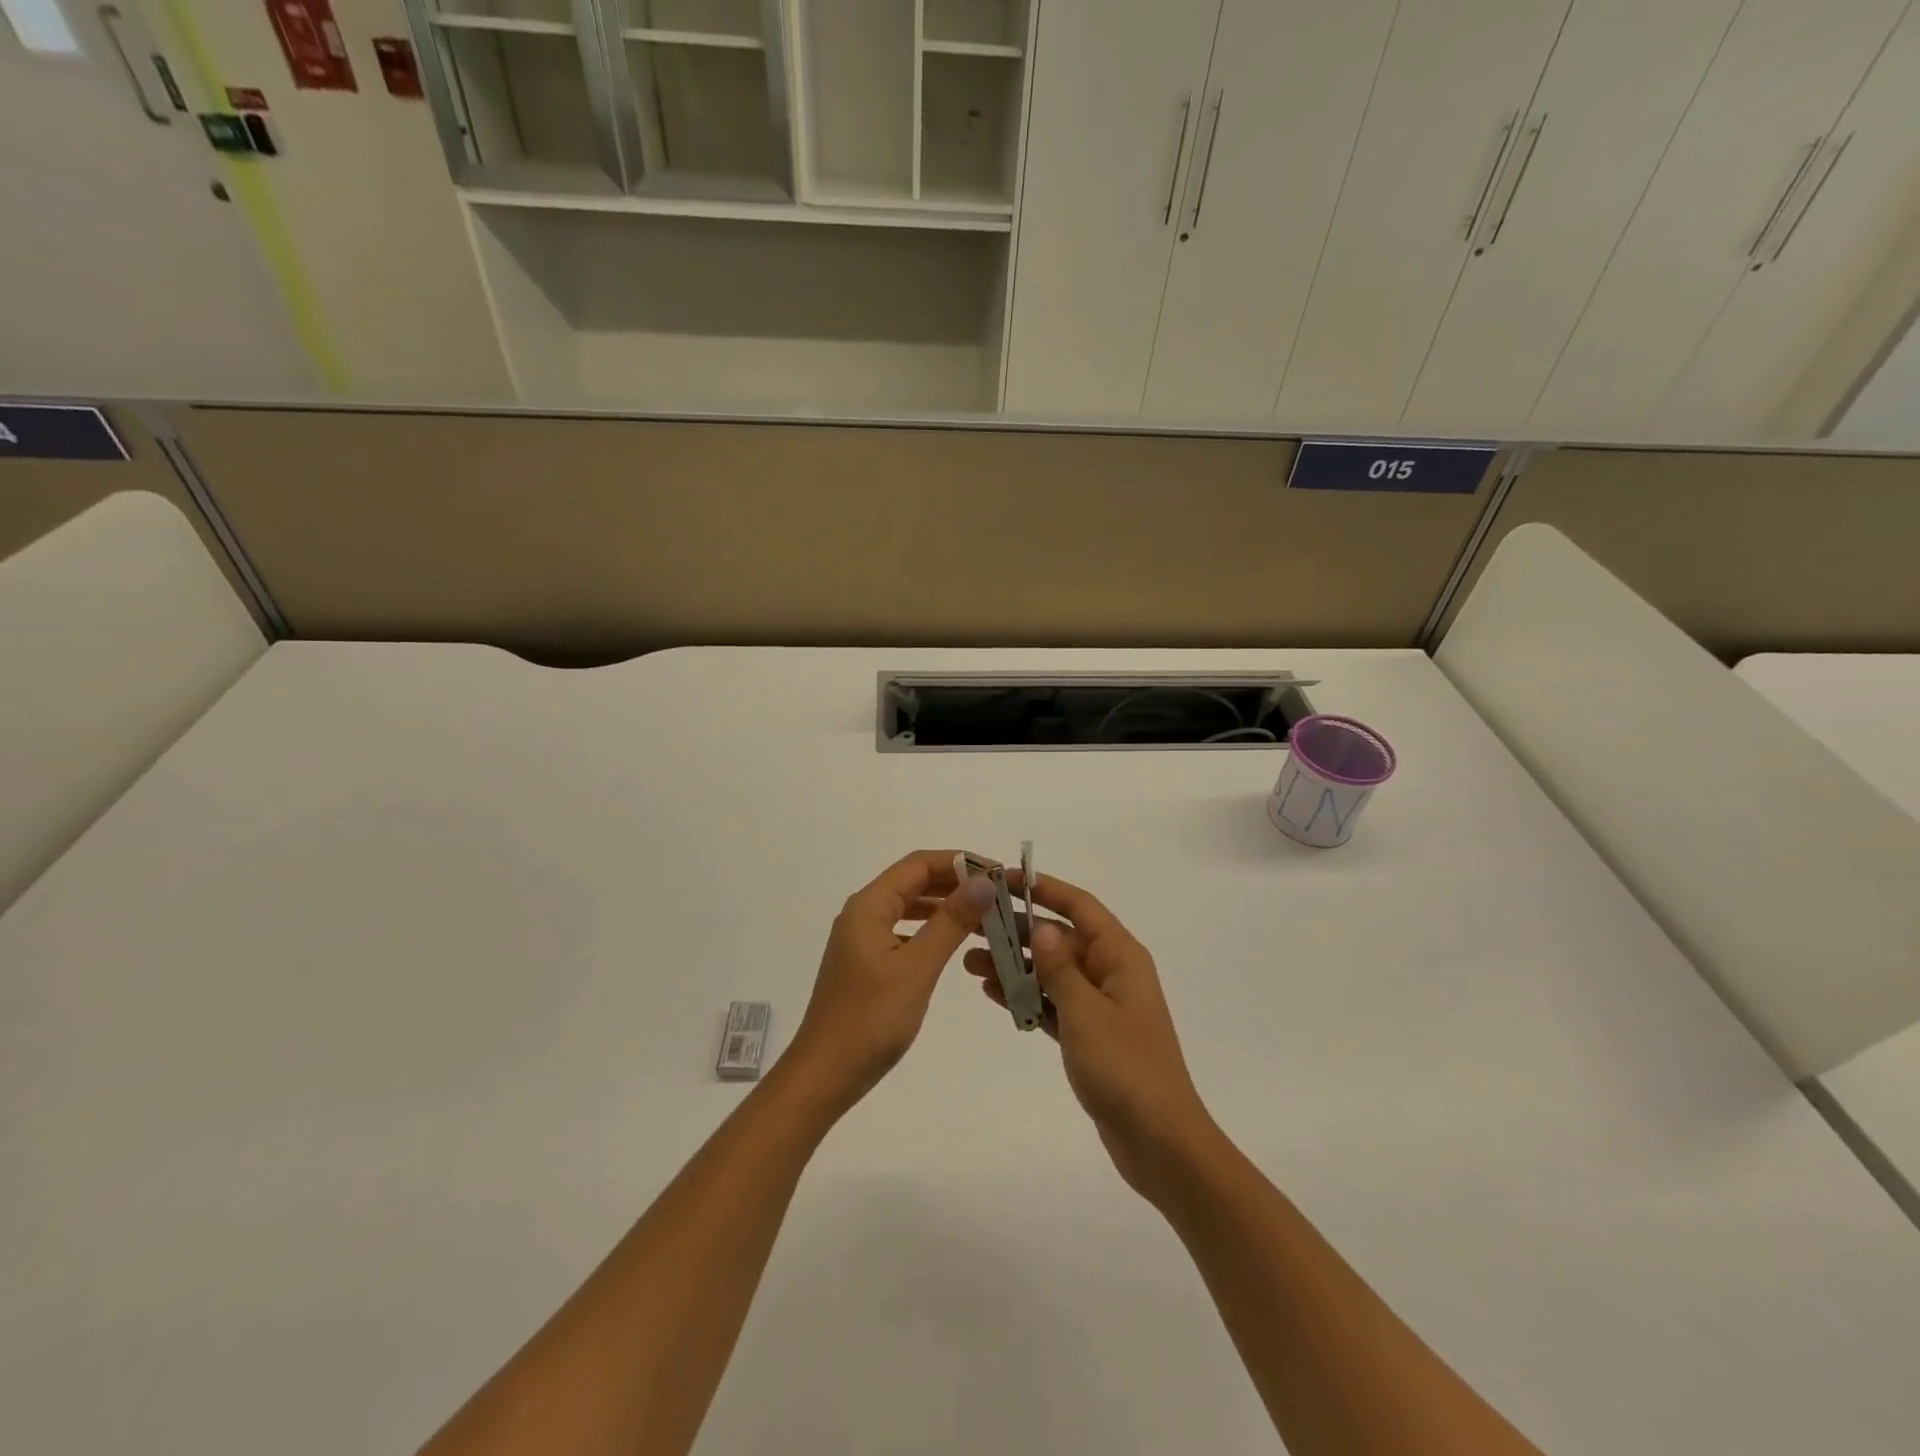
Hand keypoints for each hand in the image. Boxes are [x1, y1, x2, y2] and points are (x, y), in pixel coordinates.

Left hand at [785, 850, 998, 1116]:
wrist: (825, 1075)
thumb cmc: (871, 1019)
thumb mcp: (917, 967)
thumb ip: (951, 921)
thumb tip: (984, 881)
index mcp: (869, 906)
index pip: (918, 864)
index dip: (959, 861)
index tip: (997, 872)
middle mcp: (863, 914)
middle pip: (914, 882)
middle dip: (955, 882)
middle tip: (998, 895)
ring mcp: (863, 939)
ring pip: (910, 907)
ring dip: (945, 906)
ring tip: (985, 916)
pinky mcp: (867, 963)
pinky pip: (905, 931)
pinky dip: (931, 930)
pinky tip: (954, 943)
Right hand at [966, 872, 1215, 1202]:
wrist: (1159, 1143)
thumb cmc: (1125, 1069)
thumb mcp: (1086, 1012)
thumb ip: (1060, 967)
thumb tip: (1041, 927)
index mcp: (1121, 957)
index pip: (1080, 906)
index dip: (1043, 888)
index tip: (1003, 879)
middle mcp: (1112, 973)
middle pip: (1061, 938)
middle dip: (1019, 931)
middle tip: (974, 926)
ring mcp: (1102, 1006)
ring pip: (1053, 972)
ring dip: (1016, 966)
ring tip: (971, 963)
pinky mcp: (1091, 1037)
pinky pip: (1054, 1004)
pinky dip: (1027, 997)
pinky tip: (993, 993)